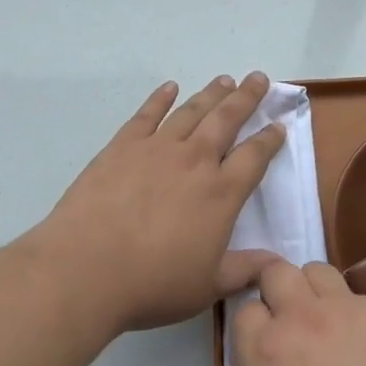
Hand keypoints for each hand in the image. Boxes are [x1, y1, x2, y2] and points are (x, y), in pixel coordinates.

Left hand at [42, 73, 286, 333]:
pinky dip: (160, 98)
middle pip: (227, 119)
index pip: (255, 156)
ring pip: (192, 111)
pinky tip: (169, 87)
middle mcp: (195, 161)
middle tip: (259, 78)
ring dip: (211, 93)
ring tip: (225, 80)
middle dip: (246, 97)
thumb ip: (244, 270)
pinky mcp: (123, 146)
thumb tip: (277, 263)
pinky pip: (147, 114)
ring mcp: (157, 148)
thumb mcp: (207, 286)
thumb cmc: (152, 284)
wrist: (86, 270)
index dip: (270, 139)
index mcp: (221, 193)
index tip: (279, 125)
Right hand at [228, 260, 365, 365]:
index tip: (266, 349)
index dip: (255, 328)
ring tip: (325, 327)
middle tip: (289, 325)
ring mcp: (347, 309)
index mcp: (267, 349)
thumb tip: (250, 353)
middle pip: (277, 272)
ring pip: (317, 272)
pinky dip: (351, 313)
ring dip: (312, 292)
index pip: (245, 309)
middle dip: (276, 291)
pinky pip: (356, 297)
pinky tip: (365, 349)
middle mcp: (303, 317)